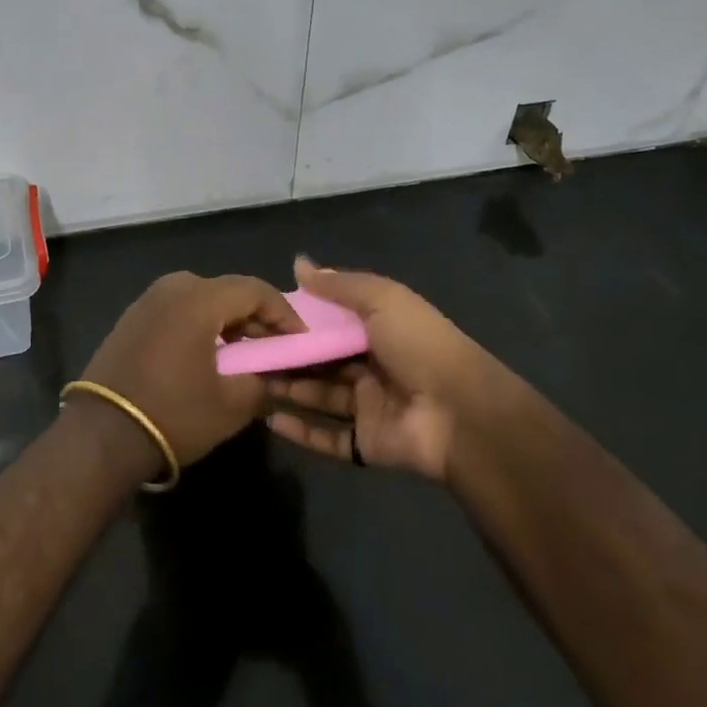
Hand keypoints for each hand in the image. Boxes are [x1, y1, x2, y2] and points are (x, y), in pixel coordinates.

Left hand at [79, 272, 302, 473]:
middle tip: (274, 348)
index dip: (284, 313)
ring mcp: (147, 300)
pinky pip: (178, 310)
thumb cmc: (173, 414)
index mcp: (199, 298)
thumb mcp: (232, 404)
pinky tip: (208, 355)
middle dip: (256, 317)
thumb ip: (263, 381)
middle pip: (228, 291)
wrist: (101, 434)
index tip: (300, 340)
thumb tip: (276, 374)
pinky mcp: (132, 317)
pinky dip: (200, 325)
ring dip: (228, 321)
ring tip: (244, 354)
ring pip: (202, 299)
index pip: (255, 290)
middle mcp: (172, 287)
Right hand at [266, 258, 505, 481]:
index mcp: (380, 330)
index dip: (301, 318)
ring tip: (249, 380)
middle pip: (322, 360)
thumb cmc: (419, 345)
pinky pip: (328, 437)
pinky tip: (269, 418)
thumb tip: (298, 263)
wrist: (460, 413)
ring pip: (320, 396)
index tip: (264, 315)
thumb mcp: (381, 299)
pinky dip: (300, 430)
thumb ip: (339, 285)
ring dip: (288, 388)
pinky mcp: (367, 443)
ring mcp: (370, 407)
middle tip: (246, 351)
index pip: (332, 321)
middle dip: (288, 355)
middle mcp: (373, 366)